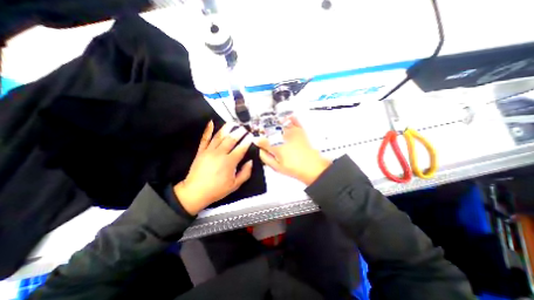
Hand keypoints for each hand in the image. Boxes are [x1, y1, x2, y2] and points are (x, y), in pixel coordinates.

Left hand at [174, 122, 252, 215]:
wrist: (195, 192)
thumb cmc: (216, 190)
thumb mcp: (235, 185)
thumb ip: (245, 173)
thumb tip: (250, 162)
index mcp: (229, 162)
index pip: (241, 148)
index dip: (247, 141)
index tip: (252, 136)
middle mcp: (220, 154)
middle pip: (231, 139)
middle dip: (239, 132)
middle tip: (244, 128)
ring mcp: (209, 151)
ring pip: (219, 136)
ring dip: (227, 128)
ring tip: (233, 123)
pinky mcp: (201, 151)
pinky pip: (205, 138)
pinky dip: (208, 130)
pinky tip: (211, 122)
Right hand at [258, 116, 329, 184]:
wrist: (312, 167)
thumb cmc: (294, 168)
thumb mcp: (276, 167)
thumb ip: (265, 158)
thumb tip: (260, 151)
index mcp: (276, 146)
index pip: (262, 141)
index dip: (258, 142)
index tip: (258, 143)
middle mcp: (282, 137)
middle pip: (269, 131)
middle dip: (265, 134)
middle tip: (266, 139)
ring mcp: (291, 132)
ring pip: (279, 125)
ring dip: (274, 126)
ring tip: (274, 131)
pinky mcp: (299, 131)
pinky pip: (293, 121)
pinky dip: (289, 119)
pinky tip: (287, 118)